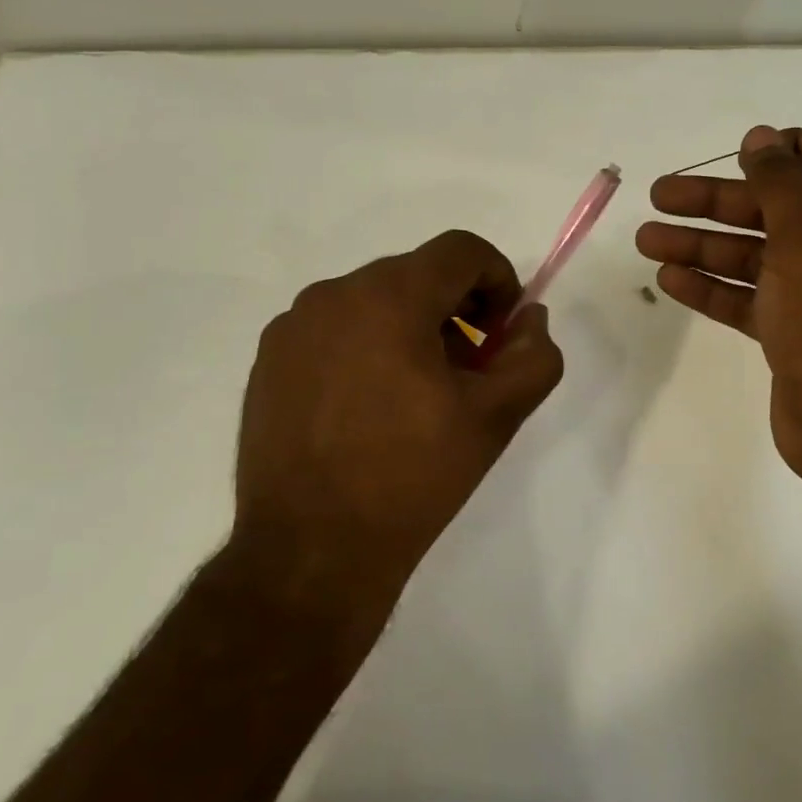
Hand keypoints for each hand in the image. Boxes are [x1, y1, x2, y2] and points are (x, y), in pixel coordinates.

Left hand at [233, 230, 563, 647]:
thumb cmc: (412, 477)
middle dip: (456, 309)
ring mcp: (292, 327)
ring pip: (374, 300)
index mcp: (389, 297)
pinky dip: (367, 346)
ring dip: (411, 327)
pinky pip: (335, 328)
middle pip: (417, 274)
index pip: (461, 249)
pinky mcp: (268, 360)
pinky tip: (370, 408)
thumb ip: (533, 356)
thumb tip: (529, 320)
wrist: (311, 552)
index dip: (499, 279)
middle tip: (469, 370)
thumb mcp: (496, 417)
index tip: (503, 331)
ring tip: (418, 394)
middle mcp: (334, 295)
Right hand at [636, 126, 801, 503]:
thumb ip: (780, 182)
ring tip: (646, 239)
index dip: (785, 148)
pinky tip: (668, 279)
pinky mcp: (794, 329)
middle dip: (717, 200)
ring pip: (754, 253)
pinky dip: (712, 286)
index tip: (737, 154)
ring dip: (701, 244)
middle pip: (777, 206)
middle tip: (659, 195)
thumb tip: (763, 137)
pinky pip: (749, 295)